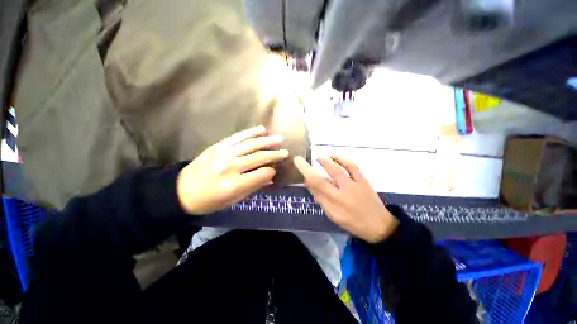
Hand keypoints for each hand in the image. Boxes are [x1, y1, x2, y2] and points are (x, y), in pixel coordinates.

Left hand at [177, 126, 288, 213]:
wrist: (180, 190)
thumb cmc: (209, 201)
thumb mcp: (233, 200)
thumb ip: (253, 187)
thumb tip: (270, 177)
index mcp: (234, 184)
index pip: (261, 174)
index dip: (271, 171)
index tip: (275, 170)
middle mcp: (230, 167)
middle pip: (258, 157)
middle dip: (274, 154)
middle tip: (285, 152)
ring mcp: (224, 154)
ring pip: (251, 144)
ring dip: (267, 141)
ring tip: (279, 138)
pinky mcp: (218, 146)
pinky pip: (238, 137)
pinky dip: (251, 132)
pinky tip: (262, 130)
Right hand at [293, 156, 398, 242]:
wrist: (379, 226)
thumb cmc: (353, 223)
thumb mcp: (334, 216)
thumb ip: (321, 200)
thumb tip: (310, 184)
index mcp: (334, 205)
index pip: (316, 188)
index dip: (305, 175)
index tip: (297, 165)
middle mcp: (342, 194)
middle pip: (322, 179)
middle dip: (309, 168)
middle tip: (301, 159)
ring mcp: (354, 186)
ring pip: (338, 170)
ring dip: (326, 161)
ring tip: (319, 157)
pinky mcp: (363, 180)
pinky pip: (353, 167)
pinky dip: (343, 160)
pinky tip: (336, 157)